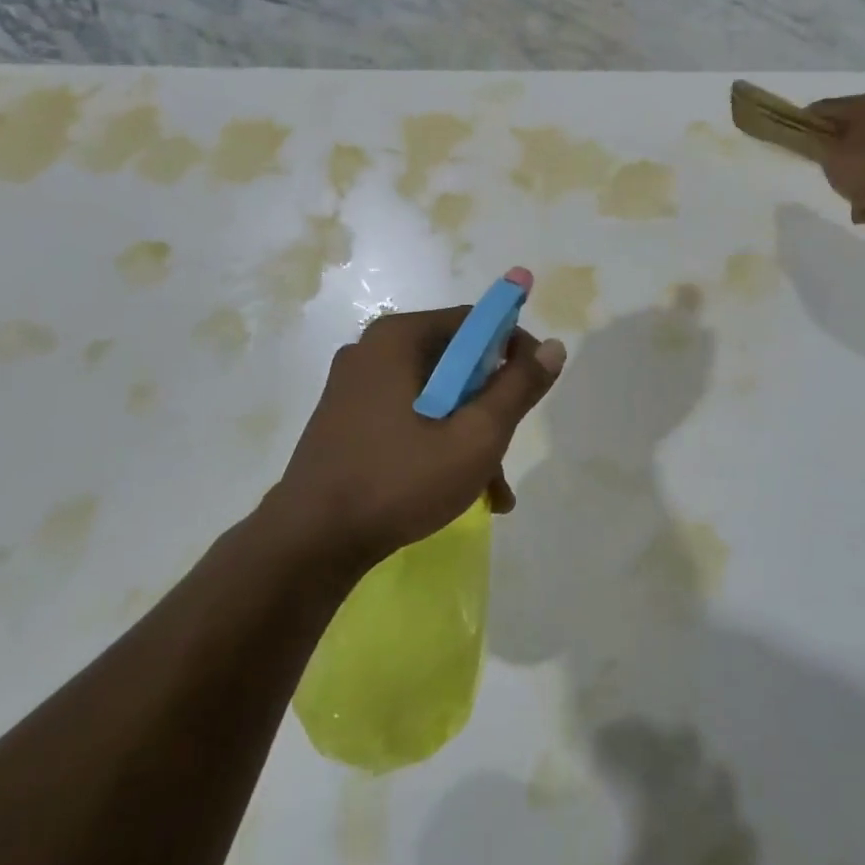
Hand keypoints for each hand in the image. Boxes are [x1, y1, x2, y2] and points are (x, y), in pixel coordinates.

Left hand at [274, 304, 564, 570]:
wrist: (310, 543)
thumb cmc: (399, 480)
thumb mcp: (476, 436)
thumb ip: (518, 388)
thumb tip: (554, 347)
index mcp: (398, 338)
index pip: (475, 322)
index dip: (515, 349)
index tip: (535, 389)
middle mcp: (372, 351)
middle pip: (456, 362)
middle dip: (491, 406)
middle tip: (508, 447)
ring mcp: (355, 387)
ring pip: (435, 396)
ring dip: (469, 433)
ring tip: (493, 489)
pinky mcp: (347, 420)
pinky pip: (409, 416)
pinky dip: (438, 443)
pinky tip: (462, 491)